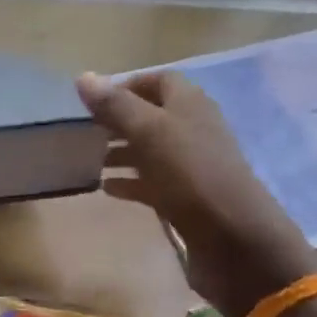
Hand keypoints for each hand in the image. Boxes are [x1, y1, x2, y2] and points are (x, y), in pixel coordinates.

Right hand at [78, 70, 316, 316]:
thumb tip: (83, 77)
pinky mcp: (187, 199)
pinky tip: (107, 189)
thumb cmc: (191, 175)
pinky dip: (130, 183)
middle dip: (118, 121)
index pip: (157, 81)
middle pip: (152, 116)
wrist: (234, 239)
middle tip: (83, 132)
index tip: (92, 101)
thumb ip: (116, 106)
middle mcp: (193, 130)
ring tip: (87, 161)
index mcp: (190, 104)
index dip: (126, 86)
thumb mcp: (150, 133)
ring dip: (121, 153)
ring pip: (151, 151)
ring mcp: (192, 166)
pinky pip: (153, 184)